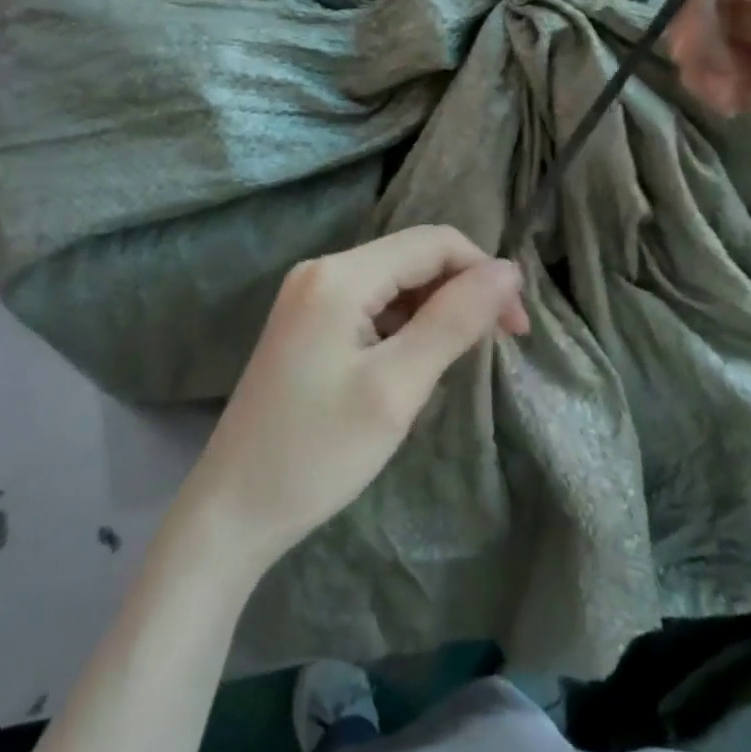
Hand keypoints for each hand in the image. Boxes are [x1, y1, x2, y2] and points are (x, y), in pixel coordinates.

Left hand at [181, 226, 528, 574]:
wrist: (234, 508)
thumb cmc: (318, 451)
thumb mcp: (397, 387)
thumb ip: (454, 320)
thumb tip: (508, 269)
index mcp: (340, 274)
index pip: (433, 243)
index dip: (483, 273)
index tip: (516, 328)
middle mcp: (321, 271)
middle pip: (412, 259)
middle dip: (462, 292)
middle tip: (497, 345)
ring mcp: (309, 297)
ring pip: (394, 284)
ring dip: (435, 312)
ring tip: (456, 363)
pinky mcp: (306, 325)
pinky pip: (370, 307)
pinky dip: (404, 327)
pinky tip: (413, 367)